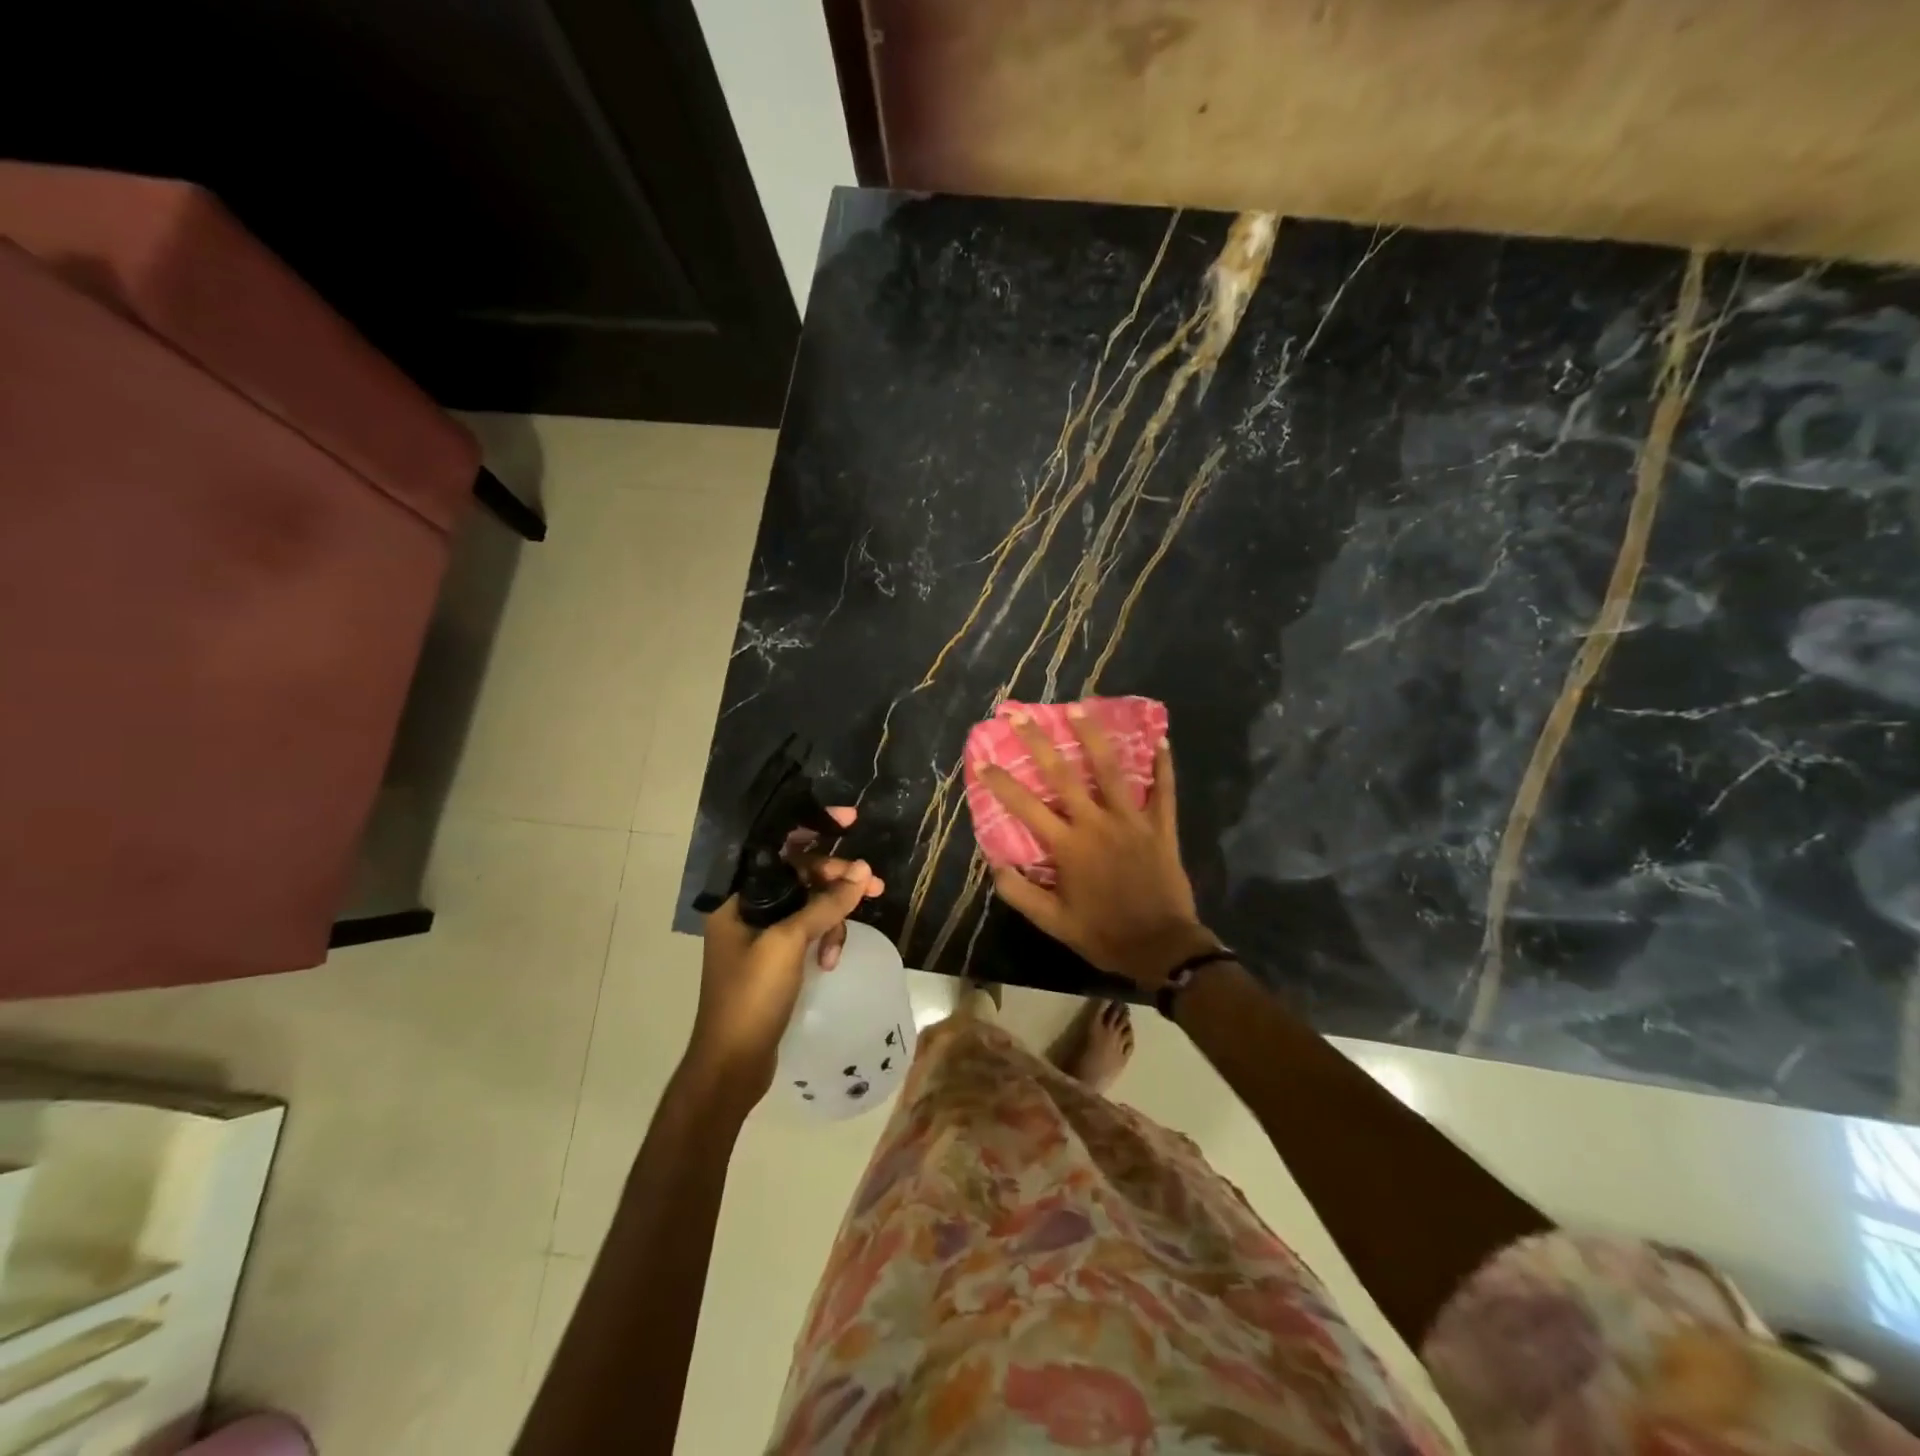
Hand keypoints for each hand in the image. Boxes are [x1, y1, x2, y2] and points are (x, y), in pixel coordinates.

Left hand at [693, 807, 884, 1098]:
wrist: (732, 1065)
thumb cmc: (751, 996)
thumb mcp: (789, 943)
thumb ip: (825, 904)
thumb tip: (864, 872)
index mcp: (738, 897)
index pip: (778, 847)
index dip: (813, 828)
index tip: (850, 821)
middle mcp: (747, 909)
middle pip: (799, 876)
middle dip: (836, 880)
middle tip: (874, 885)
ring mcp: (761, 936)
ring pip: (809, 906)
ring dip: (832, 918)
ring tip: (839, 946)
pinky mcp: (775, 959)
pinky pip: (807, 932)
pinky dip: (823, 941)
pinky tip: (829, 962)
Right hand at [981, 708, 1219, 988]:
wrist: (1162, 948)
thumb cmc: (1104, 934)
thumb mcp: (1053, 923)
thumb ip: (1020, 893)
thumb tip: (994, 863)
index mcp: (1068, 846)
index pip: (1025, 806)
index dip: (1000, 782)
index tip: (980, 759)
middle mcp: (1097, 823)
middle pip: (1063, 774)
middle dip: (1038, 742)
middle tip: (1021, 714)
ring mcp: (1132, 821)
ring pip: (1110, 769)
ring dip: (1092, 736)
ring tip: (1078, 708)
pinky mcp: (1161, 826)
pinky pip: (1164, 790)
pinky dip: (1163, 765)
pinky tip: (1161, 740)